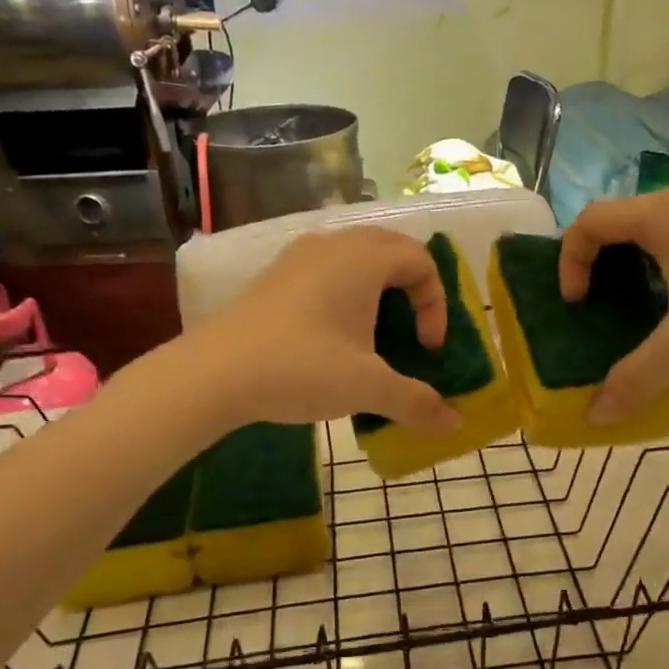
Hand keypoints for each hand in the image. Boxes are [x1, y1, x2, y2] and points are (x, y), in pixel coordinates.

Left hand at [188, 228, 464, 432]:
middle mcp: (334, 244)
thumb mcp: (367, 388)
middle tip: (411, 332)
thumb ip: (417, 402)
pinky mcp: (275, 276)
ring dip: (377, 290)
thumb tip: (456, 424)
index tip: (426, 349)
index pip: (421, 260)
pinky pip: (327, 270)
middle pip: (391, 250)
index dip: (436, 304)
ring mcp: (299, 256)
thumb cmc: (301, 368)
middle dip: (412, 290)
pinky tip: (333, 337)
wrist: (212, 374)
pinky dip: (346, 293)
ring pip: (356, 258)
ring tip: (374, 335)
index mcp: (363, 258)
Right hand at [559, 187, 668, 421]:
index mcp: (662, 216)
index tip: (578, 303)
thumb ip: (635, 379)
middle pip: (623, 221)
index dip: (571, 260)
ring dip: (641, 264)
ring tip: (649, 308)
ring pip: (662, 227)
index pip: (590, 221)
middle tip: (604, 305)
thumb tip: (596, 417)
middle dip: (603, 263)